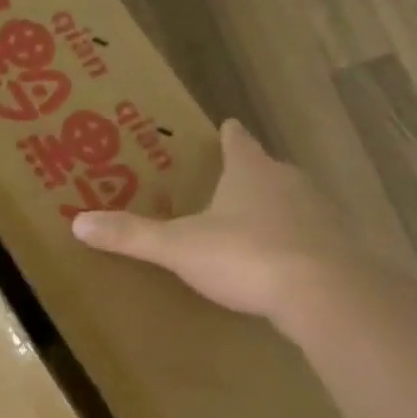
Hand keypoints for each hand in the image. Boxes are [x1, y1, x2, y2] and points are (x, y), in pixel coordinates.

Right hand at [72, 119, 338, 325]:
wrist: (323, 291)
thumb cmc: (245, 255)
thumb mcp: (179, 247)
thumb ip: (132, 235)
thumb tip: (78, 223)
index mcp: (250, 171)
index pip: (237, 142)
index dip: (229, 135)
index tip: (226, 126)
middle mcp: (289, 182)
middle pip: (267, 169)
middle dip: (250, 174)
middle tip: (228, 183)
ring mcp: (319, 213)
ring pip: (292, 201)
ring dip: (275, 208)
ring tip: (252, 224)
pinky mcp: (338, 245)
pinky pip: (310, 236)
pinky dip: (294, 242)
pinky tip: (282, 262)